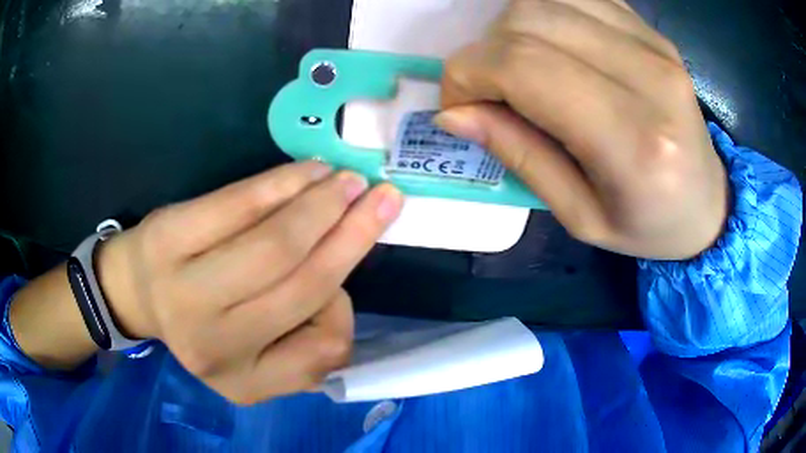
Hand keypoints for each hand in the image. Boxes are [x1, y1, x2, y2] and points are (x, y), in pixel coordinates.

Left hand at [96, 162, 402, 403]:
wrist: (136, 291)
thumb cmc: (202, 320)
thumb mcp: (255, 352)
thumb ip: (302, 333)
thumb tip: (338, 274)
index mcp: (244, 382)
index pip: (323, 353)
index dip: (344, 309)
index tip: (345, 278)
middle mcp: (214, 346)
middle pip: (302, 285)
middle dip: (351, 235)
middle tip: (382, 198)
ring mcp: (184, 292)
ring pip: (275, 244)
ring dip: (323, 204)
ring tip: (348, 181)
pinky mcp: (168, 238)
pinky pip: (238, 205)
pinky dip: (282, 182)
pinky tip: (307, 172)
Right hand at [435, 0, 728, 259]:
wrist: (707, 204)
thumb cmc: (649, 226)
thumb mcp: (580, 217)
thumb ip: (519, 155)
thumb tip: (454, 112)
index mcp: (635, 142)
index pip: (526, 66)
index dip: (469, 74)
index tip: (457, 104)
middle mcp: (650, 76)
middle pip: (531, 20)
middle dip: (484, 51)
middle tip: (488, 91)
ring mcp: (655, 44)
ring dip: (512, 28)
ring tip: (521, 68)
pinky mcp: (653, 31)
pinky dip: (545, 12)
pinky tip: (552, 45)